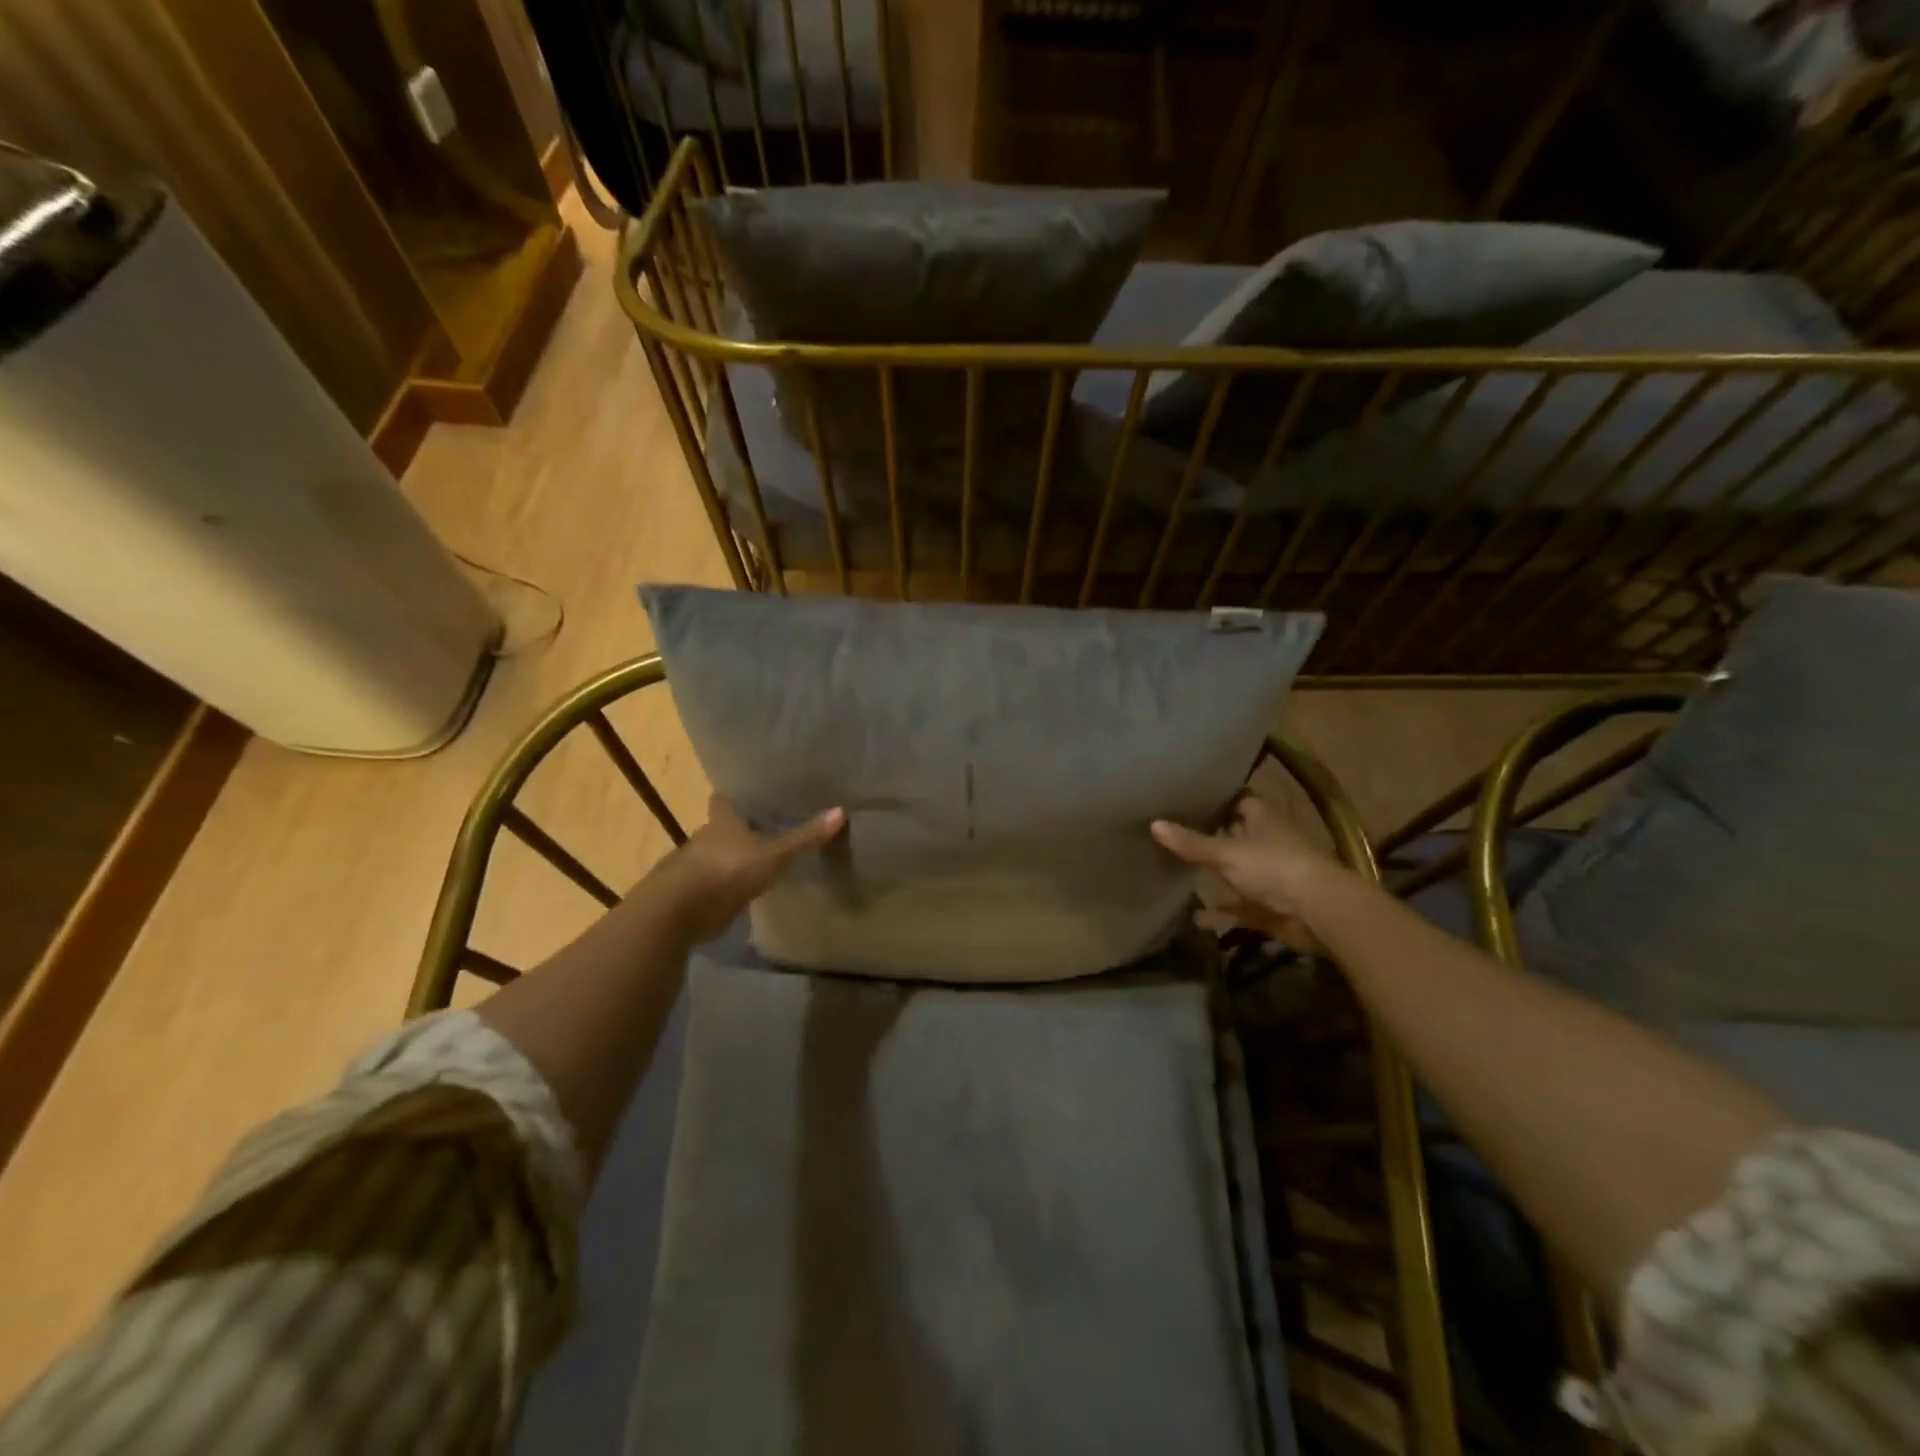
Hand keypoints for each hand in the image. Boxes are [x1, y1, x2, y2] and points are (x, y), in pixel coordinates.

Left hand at [646, 796, 844, 944]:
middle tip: (766, 824)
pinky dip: (724, 883)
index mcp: (721, 821)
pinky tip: (741, 888)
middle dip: (739, 827)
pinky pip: (711, 882)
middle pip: (721, 826)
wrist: (677, 914)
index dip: (737, 793)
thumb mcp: (773, 856)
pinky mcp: (691, 894)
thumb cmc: (725, 872)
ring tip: (758, 857)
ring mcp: (694, 867)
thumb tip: (841, 811)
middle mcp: (704, 838)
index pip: (724, 798)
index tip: (753, 790)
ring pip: (715, 854)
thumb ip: (804, 838)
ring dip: (731, 857)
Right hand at [1151, 793, 1342, 952]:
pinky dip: (1221, 913)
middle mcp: (1266, 844)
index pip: (1240, 799)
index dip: (1219, 796)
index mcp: (1262, 820)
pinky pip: (1239, 908)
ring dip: (1215, 874)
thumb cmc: (1274, 868)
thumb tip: (1153, 824)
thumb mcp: (1227, 852)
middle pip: (1236, 834)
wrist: (1319, 913)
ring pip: (1237, 871)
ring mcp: (1269, 877)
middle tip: (1175, 827)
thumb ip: (1191, 843)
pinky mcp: (1269, 907)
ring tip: (1179, 869)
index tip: (1191, 793)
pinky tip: (1196, 917)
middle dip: (1211, 833)